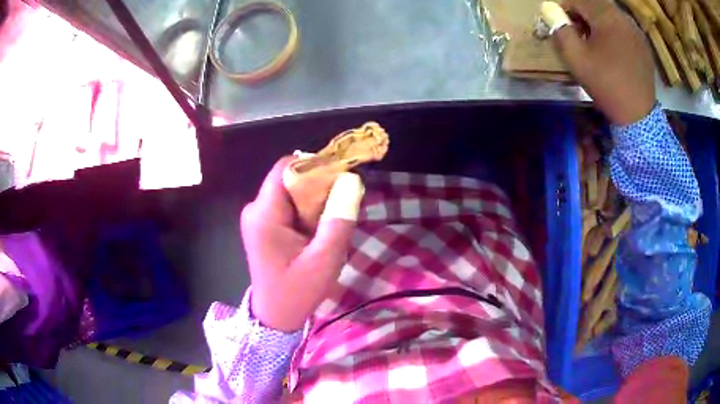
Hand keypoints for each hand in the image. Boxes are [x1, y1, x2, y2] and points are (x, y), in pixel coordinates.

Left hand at [240, 157, 361, 331]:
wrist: (274, 317)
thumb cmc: (296, 293)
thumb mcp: (324, 261)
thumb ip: (338, 220)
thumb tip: (352, 180)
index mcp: (264, 214)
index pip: (287, 167)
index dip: (315, 165)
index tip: (342, 178)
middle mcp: (256, 209)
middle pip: (290, 179)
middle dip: (319, 188)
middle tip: (341, 209)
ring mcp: (259, 217)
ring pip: (292, 192)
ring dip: (315, 203)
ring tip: (330, 226)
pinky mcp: (265, 225)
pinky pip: (289, 206)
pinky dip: (308, 213)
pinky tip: (318, 233)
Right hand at [551, 0, 655, 124]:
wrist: (638, 115)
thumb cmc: (606, 85)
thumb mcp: (576, 59)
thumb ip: (560, 29)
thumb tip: (549, 9)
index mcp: (606, 17)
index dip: (564, 8)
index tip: (559, 23)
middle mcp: (623, 17)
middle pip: (594, 3)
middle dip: (581, 13)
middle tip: (576, 31)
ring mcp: (636, 30)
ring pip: (610, 13)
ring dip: (597, 21)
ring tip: (594, 40)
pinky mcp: (643, 43)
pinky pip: (623, 26)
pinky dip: (613, 30)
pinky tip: (611, 47)